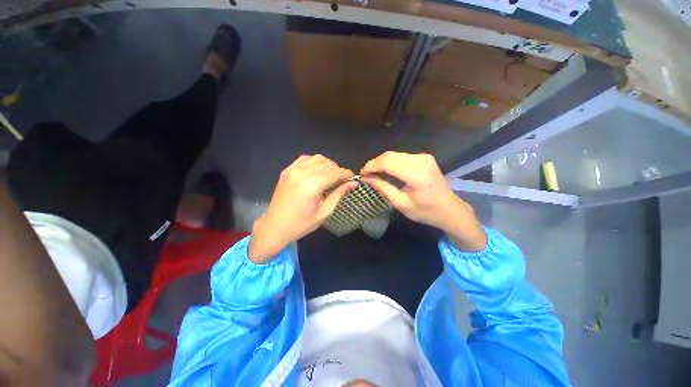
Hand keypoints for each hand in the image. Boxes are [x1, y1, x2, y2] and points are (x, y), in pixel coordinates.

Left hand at [249, 155, 356, 262]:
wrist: (275, 227)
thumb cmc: (301, 224)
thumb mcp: (324, 211)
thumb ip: (339, 194)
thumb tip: (353, 183)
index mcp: (311, 185)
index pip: (335, 172)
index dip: (346, 173)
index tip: (353, 178)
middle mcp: (302, 172)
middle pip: (327, 163)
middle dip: (338, 170)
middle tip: (342, 181)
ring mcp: (292, 169)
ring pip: (317, 158)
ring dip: (328, 165)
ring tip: (330, 177)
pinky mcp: (287, 170)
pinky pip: (305, 159)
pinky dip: (315, 162)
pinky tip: (317, 172)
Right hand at [361, 152, 486, 250]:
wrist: (450, 209)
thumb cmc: (425, 212)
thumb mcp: (401, 203)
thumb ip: (383, 188)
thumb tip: (367, 178)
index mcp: (415, 174)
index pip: (386, 162)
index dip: (371, 166)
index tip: (362, 174)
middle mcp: (420, 160)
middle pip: (389, 155)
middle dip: (375, 163)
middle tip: (367, 174)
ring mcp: (424, 157)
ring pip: (394, 154)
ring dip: (382, 162)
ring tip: (375, 174)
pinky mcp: (425, 157)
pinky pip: (402, 156)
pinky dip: (391, 162)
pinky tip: (387, 171)